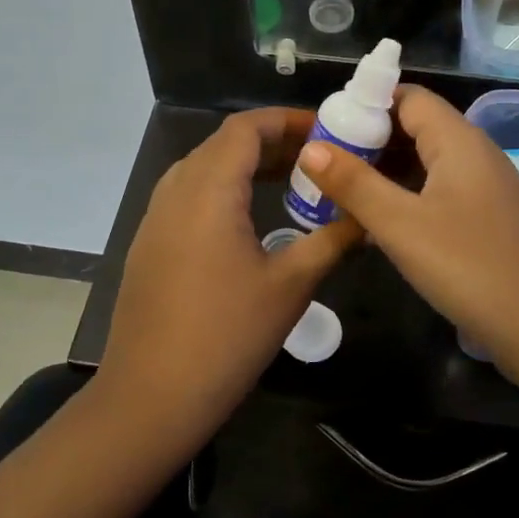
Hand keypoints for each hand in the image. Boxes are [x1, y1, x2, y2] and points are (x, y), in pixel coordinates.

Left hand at [94, 108, 359, 453]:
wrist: (150, 397)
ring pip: (206, 168)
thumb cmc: (226, 336)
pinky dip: (225, 191)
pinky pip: (190, 195)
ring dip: (248, 167)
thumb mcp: (291, 286)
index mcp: (209, 188)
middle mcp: (176, 189)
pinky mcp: (150, 243)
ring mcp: (156, 216)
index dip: (288, 120)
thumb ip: (333, 240)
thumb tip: (369, 217)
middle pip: (226, 144)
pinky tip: (251, 220)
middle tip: (320, 160)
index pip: (247, 127)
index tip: (328, 132)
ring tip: (293, 184)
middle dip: (274, 143)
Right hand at [291, 87, 518, 389]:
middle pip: (417, 127)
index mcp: (459, 141)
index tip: (326, 126)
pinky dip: (407, 196)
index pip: (408, 97)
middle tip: (325, 163)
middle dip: (370, 140)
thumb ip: (354, 184)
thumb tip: (310, 148)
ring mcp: (486, 188)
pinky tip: (379, 222)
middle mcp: (476, 154)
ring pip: (427, 163)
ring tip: (341, 191)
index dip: (366, 103)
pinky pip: (439, 191)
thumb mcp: (401, 226)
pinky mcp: (488, 219)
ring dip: (386, 171)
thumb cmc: (469, 268)